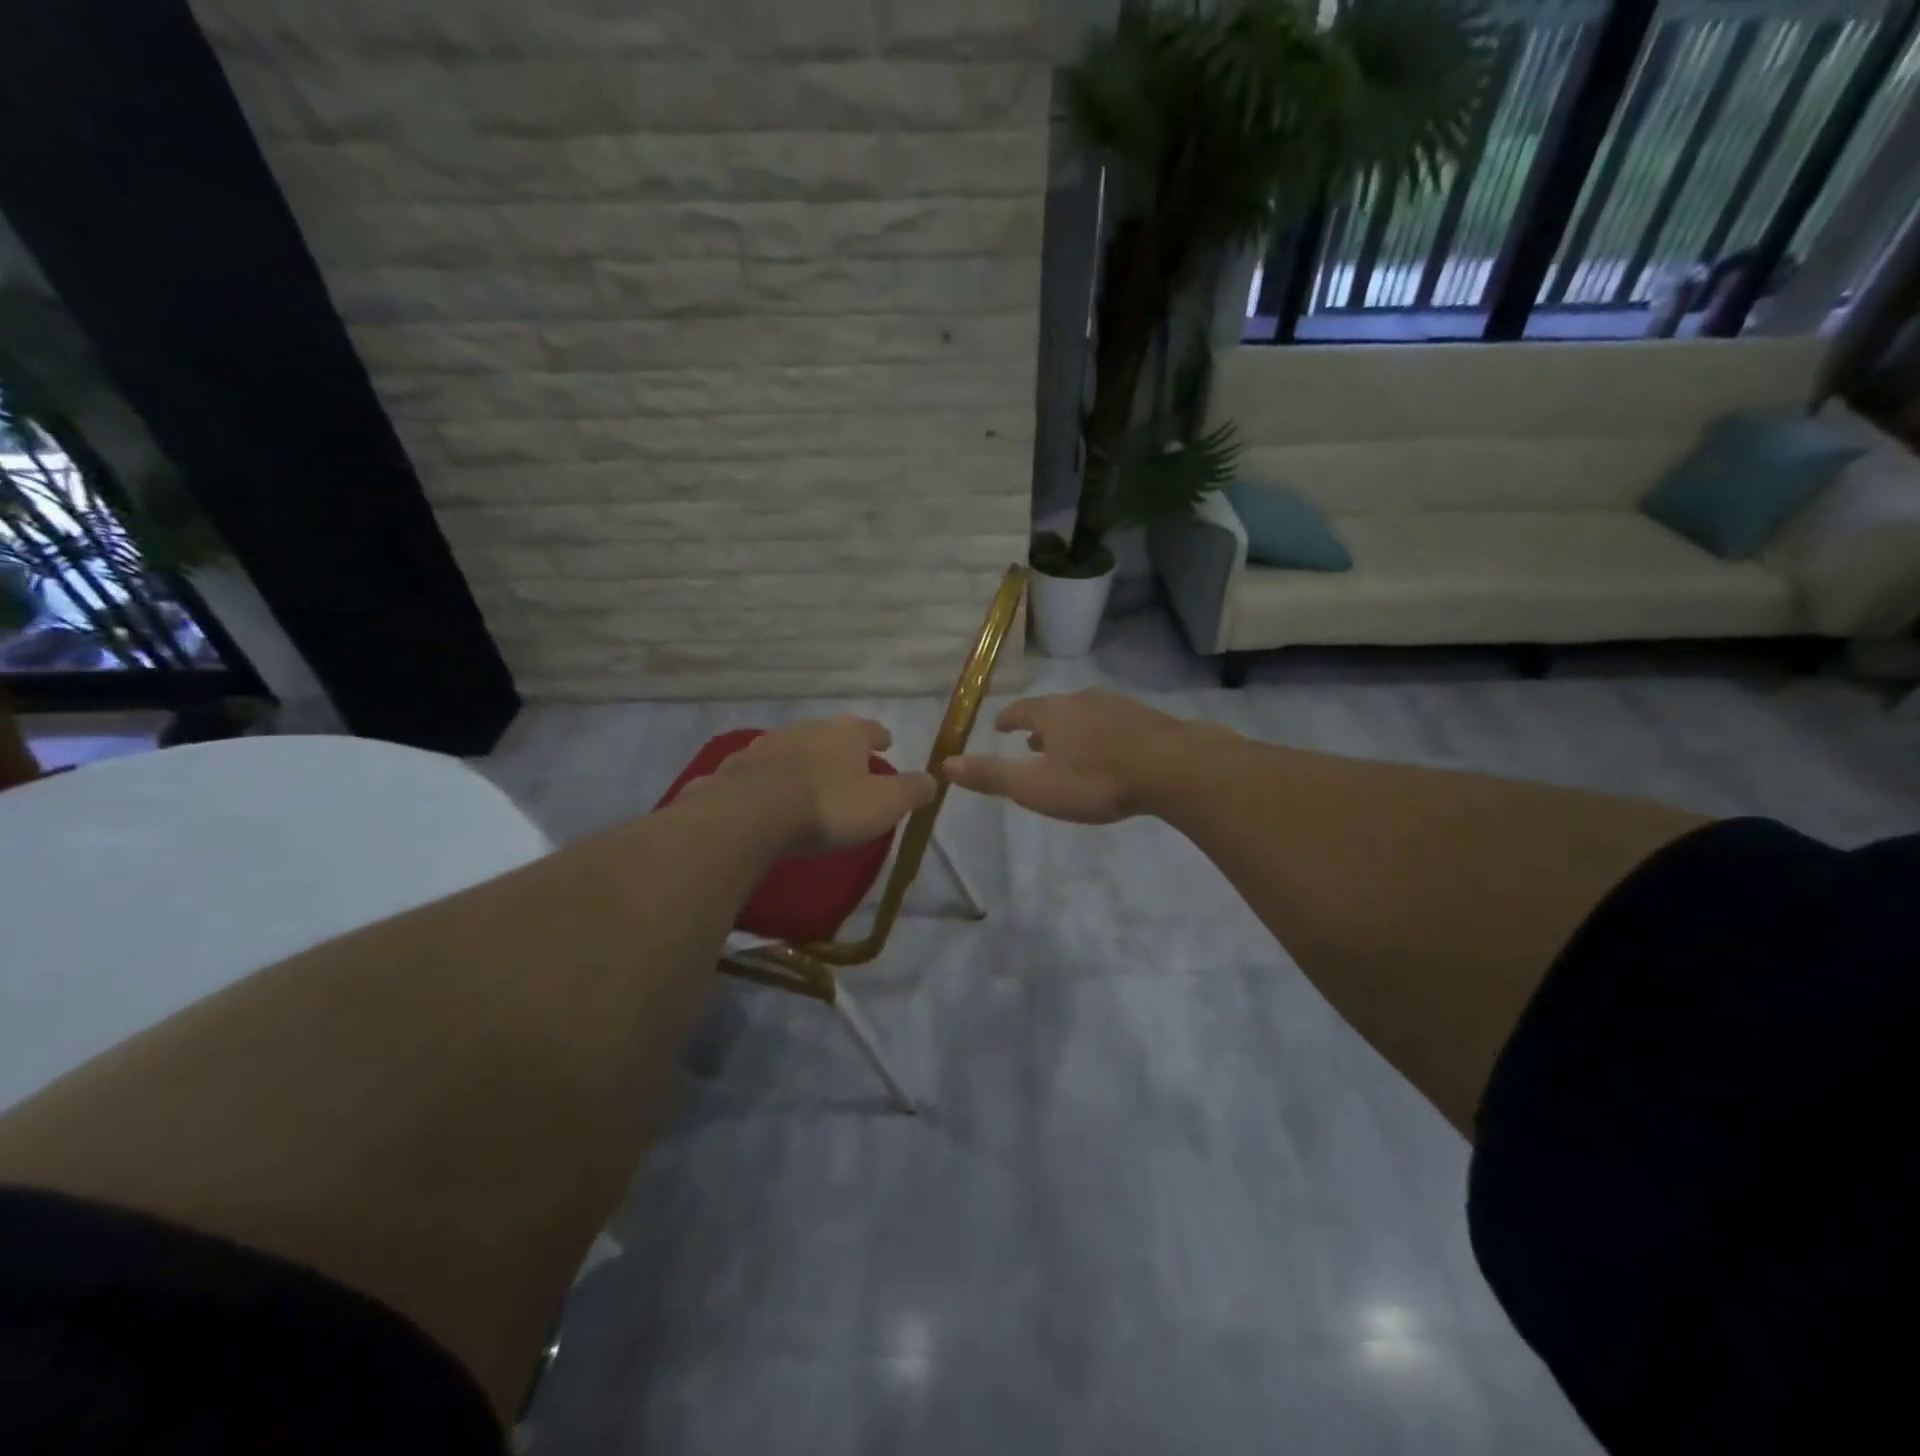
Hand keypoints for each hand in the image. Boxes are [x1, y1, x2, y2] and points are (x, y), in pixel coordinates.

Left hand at [684, 716, 936, 853]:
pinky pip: (763, 769)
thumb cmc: (828, 806)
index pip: (871, 730)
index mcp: (847, 734)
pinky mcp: (739, 765)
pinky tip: (771, 795)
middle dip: (840, 749)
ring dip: (804, 761)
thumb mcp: (884, 804)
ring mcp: (770, 744)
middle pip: (830, 735)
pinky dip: (772, 778)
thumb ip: (911, 791)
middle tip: (848, 767)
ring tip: (810, 782)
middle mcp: (808, 729)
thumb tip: (933, 779)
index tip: (886, 744)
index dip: (880, 738)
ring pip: (794, 748)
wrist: (752, 813)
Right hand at [943, 690, 1204, 823]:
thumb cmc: (1095, 780)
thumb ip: (991, 775)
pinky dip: (1101, 735)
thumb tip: (945, 764)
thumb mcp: (1035, 786)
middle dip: (1040, 725)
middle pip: (1054, 710)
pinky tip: (1110, 751)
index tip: (999, 726)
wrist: (1172, 768)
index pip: (1020, 710)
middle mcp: (1083, 701)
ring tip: (1069, 748)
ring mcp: (1118, 707)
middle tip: (1031, 741)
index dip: (1007, 719)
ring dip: (1072, 730)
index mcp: (1052, 713)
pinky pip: (1114, 724)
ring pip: (1085, 715)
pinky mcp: (1148, 719)